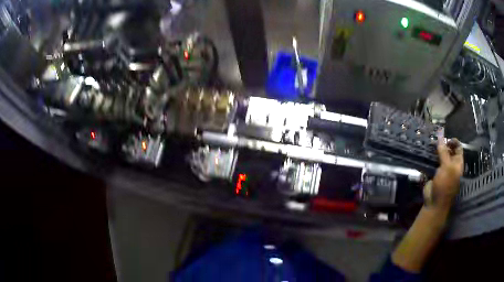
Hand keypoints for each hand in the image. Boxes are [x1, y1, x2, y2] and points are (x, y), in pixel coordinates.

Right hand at [424, 130, 463, 209]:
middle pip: (449, 151)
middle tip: (435, 141)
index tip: (445, 138)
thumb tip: (440, 134)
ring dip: (436, 151)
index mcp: (458, 163)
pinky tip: (426, 154)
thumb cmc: (445, 184)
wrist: (435, 202)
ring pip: (440, 156)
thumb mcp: (446, 166)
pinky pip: (433, 163)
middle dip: (443, 145)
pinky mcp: (435, 174)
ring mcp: (443, 170)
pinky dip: (430, 158)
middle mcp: (452, 165)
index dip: (453, 141)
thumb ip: (443, 150)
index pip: (458, 148)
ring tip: (429, 145)